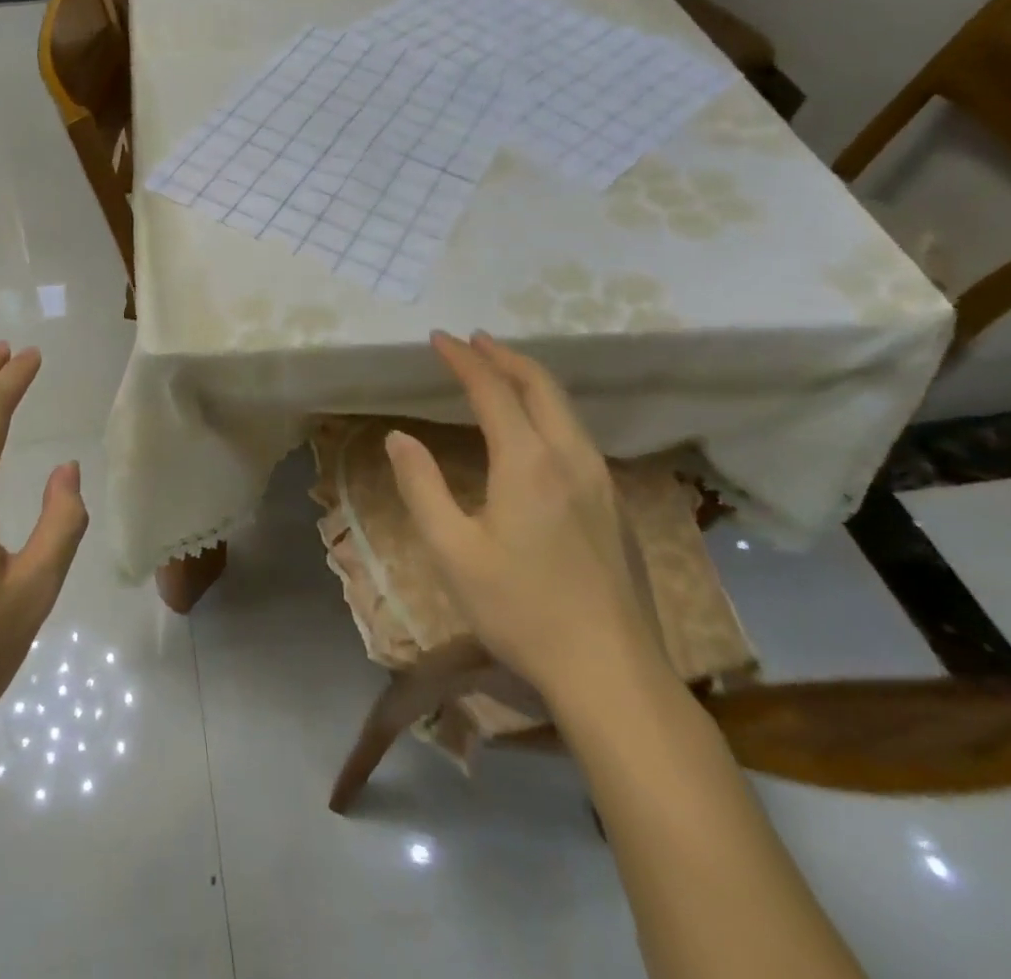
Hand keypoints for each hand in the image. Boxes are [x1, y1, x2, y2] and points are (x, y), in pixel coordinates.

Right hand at [383, 331, 663, 704]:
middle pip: (541, 386)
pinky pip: (576, 432)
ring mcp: (599, 480)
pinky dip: (547, 407)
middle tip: (472, 341)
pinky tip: (534, 426)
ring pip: (565, 408)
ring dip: (529, 379)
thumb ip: (421, 486)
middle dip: (504, 356)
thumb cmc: (521, 610)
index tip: (438, 338)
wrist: (611, 672)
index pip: (492, 390)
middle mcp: (570, 458)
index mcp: (528, 462)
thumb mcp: (452, 550)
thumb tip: (399, 437)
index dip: (463, 360)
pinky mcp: (611, 504)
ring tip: (500, 370)